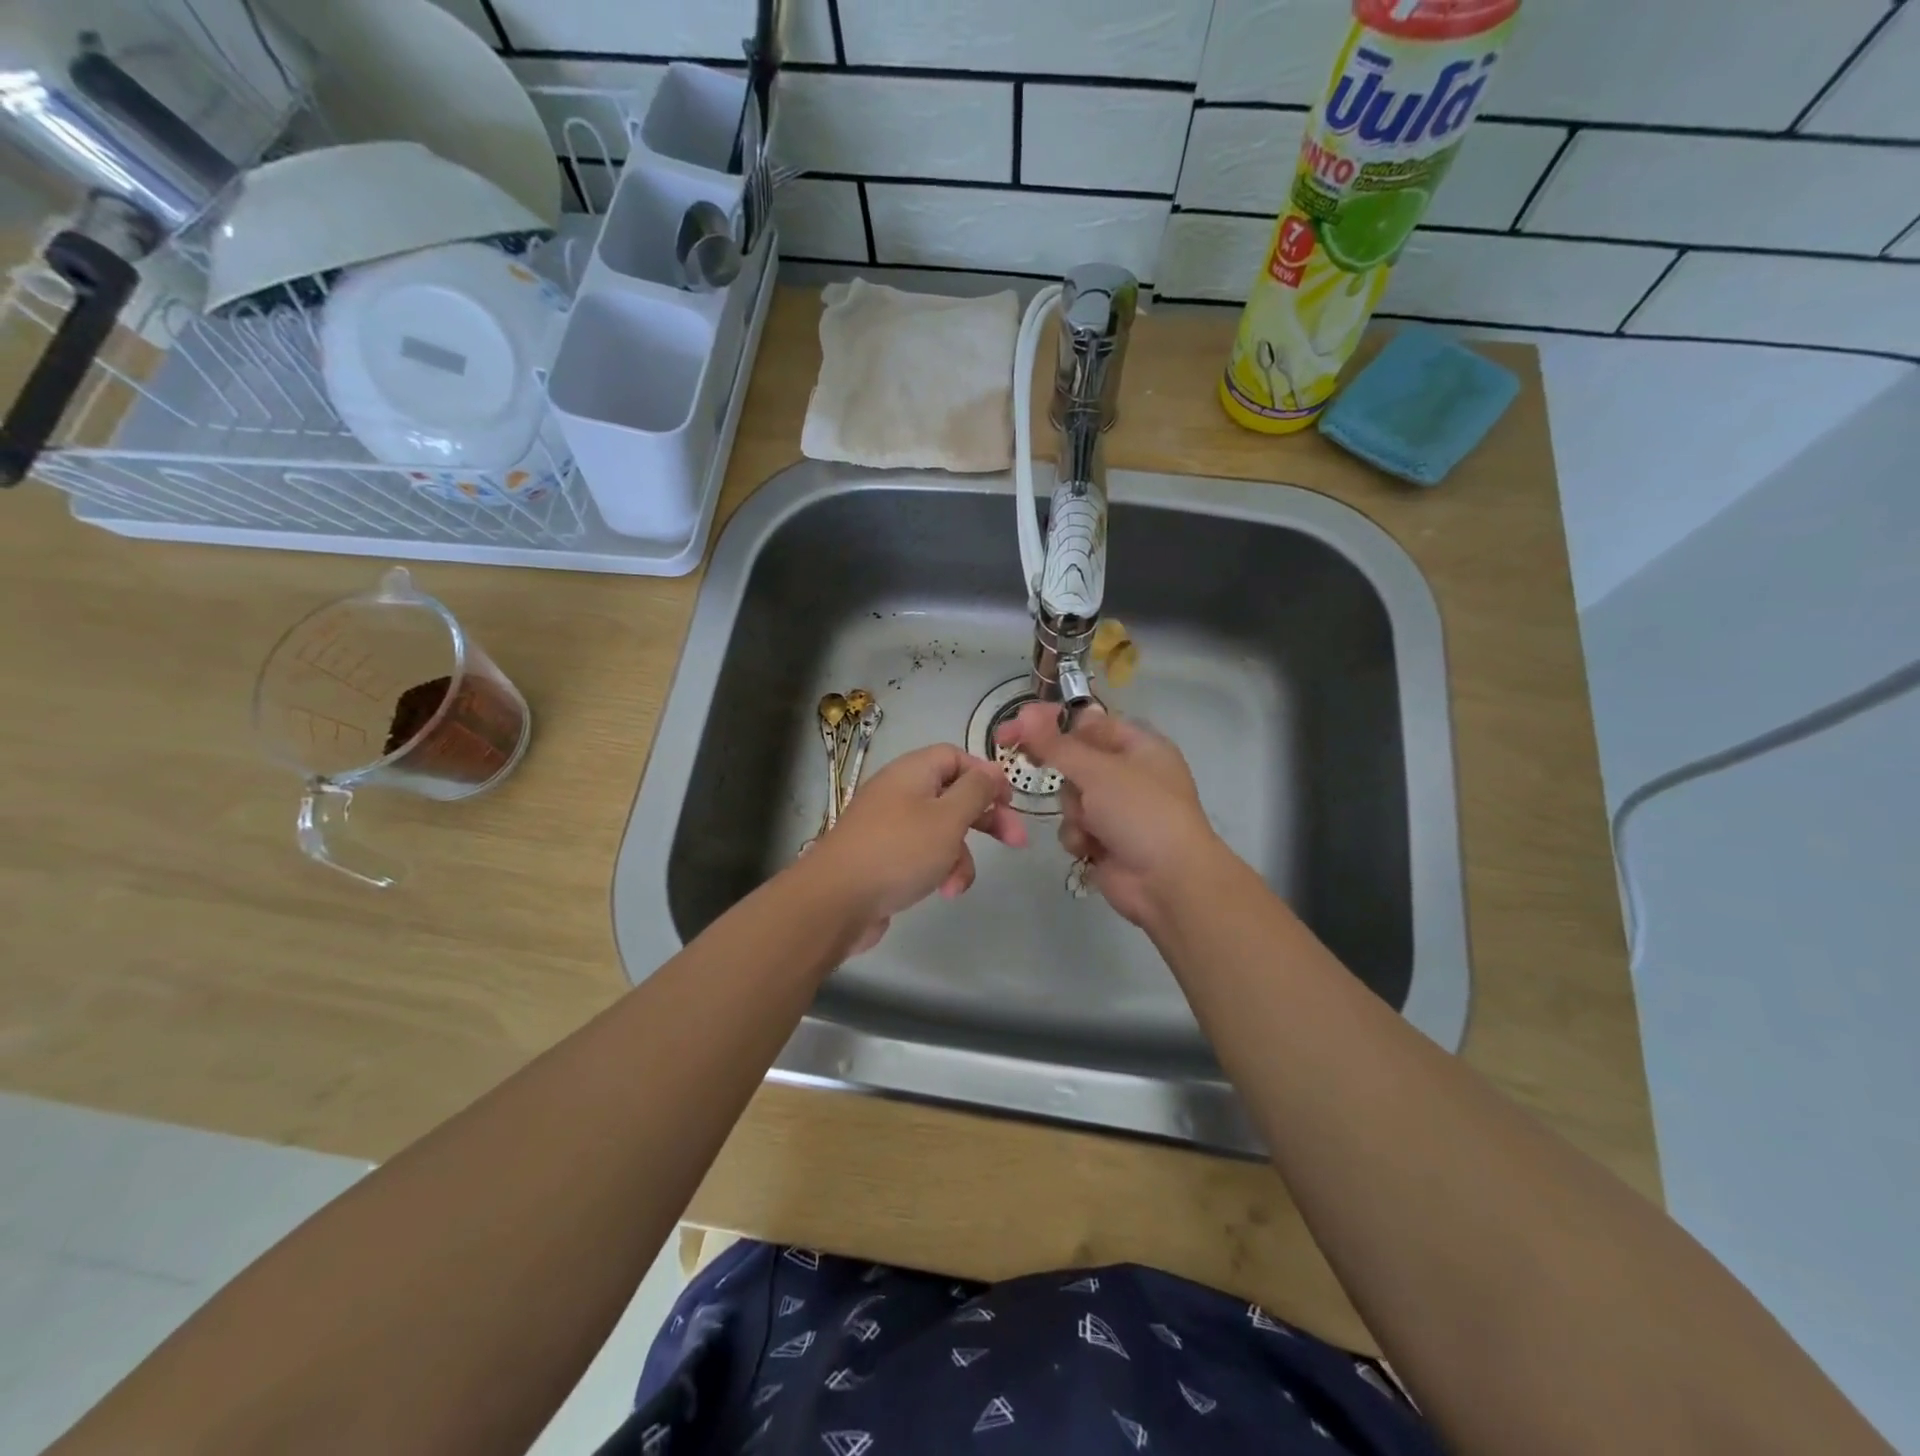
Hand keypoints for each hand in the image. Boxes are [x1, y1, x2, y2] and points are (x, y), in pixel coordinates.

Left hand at [803, 743, 1027, 953]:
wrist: (835, 900)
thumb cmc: (899, 851)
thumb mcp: (948, 817)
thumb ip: (976, 791)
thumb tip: (993, 769)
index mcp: (912, 772)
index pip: (955, 757)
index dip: (986, 775)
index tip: (1010, 801)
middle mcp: (899, 792)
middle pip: (953, 795)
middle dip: (985, 819)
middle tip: (1016, 841)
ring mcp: (889, 826)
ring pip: (941, 831)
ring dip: (960, 856)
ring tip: (958, 883)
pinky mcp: (883, 857)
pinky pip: (921, 855)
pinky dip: (937, 870)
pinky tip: (942, 892)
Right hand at [997, 703, 1224, 929]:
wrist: (1168, 881)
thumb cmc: (1140, 812)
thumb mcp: (1098, 770)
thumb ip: (1056, 744)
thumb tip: (1025, 713)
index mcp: (1139, 745)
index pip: (1088, 723)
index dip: (1051, 724)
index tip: (1014, 729)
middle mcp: (1129, 773)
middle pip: (1075, 761)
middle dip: (1065, 776)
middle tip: (1030, 763)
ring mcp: (1118, 809)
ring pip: (1071, 797)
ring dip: (1074, 811)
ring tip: (1091, 825)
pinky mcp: (1106, 840)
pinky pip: (1075, 827)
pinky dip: (1079, 837)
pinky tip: (1092, 848)